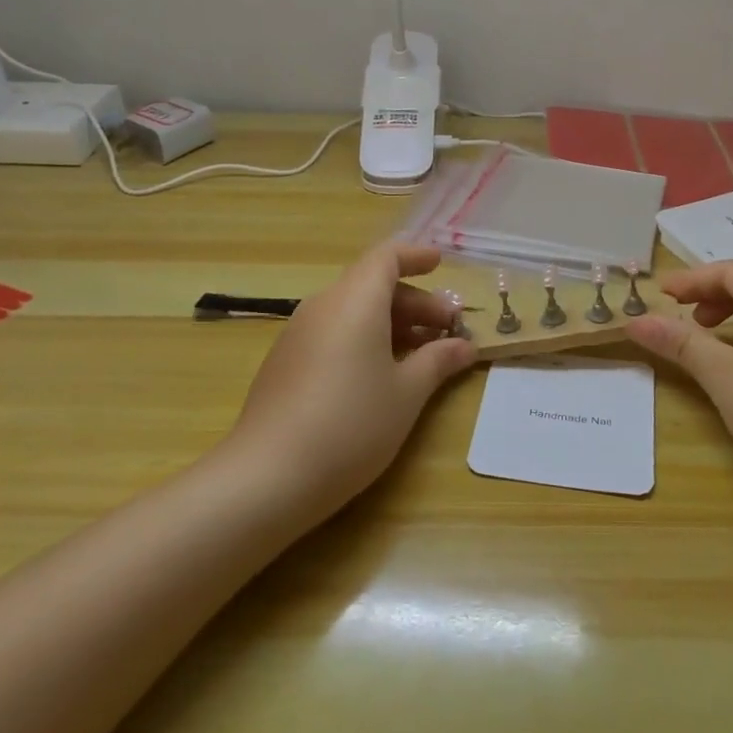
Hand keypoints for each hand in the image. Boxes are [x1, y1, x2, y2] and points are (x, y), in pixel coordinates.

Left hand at [223, 242, 477, 520]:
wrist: (268, 476)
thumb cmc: (352, 424)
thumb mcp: (406, 393)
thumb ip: (437, 361)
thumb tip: (464, 346)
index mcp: (356, 301)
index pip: (386, 257)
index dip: (415, 256)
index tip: (441, 263)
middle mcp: (324, 306)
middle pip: (372, 285)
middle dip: (414, 301)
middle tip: (447, 328)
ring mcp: (299, 334)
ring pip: (352, 310)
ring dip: (390, 322)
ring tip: (420, 353)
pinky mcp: (285, 362)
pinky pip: (333, 332)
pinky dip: (363, 338)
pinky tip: (380, 375)